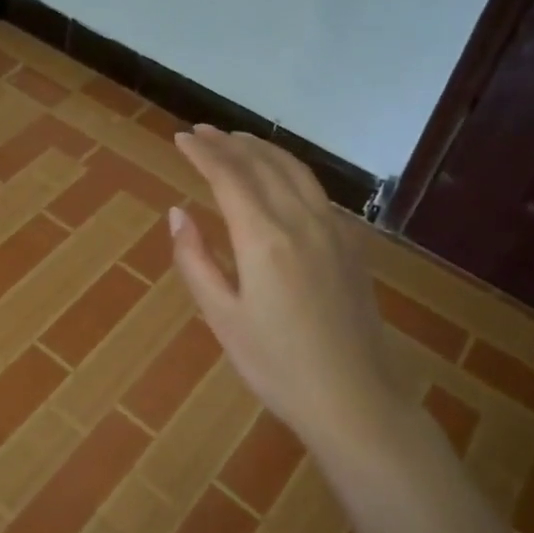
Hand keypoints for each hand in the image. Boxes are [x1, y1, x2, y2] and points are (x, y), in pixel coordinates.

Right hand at [169, 126, 394, 444]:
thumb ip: (195, 260)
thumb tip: (177, 213)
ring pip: (295, 170)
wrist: (356, 400)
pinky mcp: (351, 245)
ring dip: (262, 149)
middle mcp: (301, 221)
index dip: (202, 153)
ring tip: (237, 141)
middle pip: (262, 164)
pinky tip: (281, 178)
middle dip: (228, 143)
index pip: (228, 176)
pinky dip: (290, 170)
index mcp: (264, 238)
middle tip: (201, 132)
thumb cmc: (278, 366)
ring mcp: (333, 230)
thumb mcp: (222, 318)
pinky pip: (316, 190)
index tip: (181, 138)